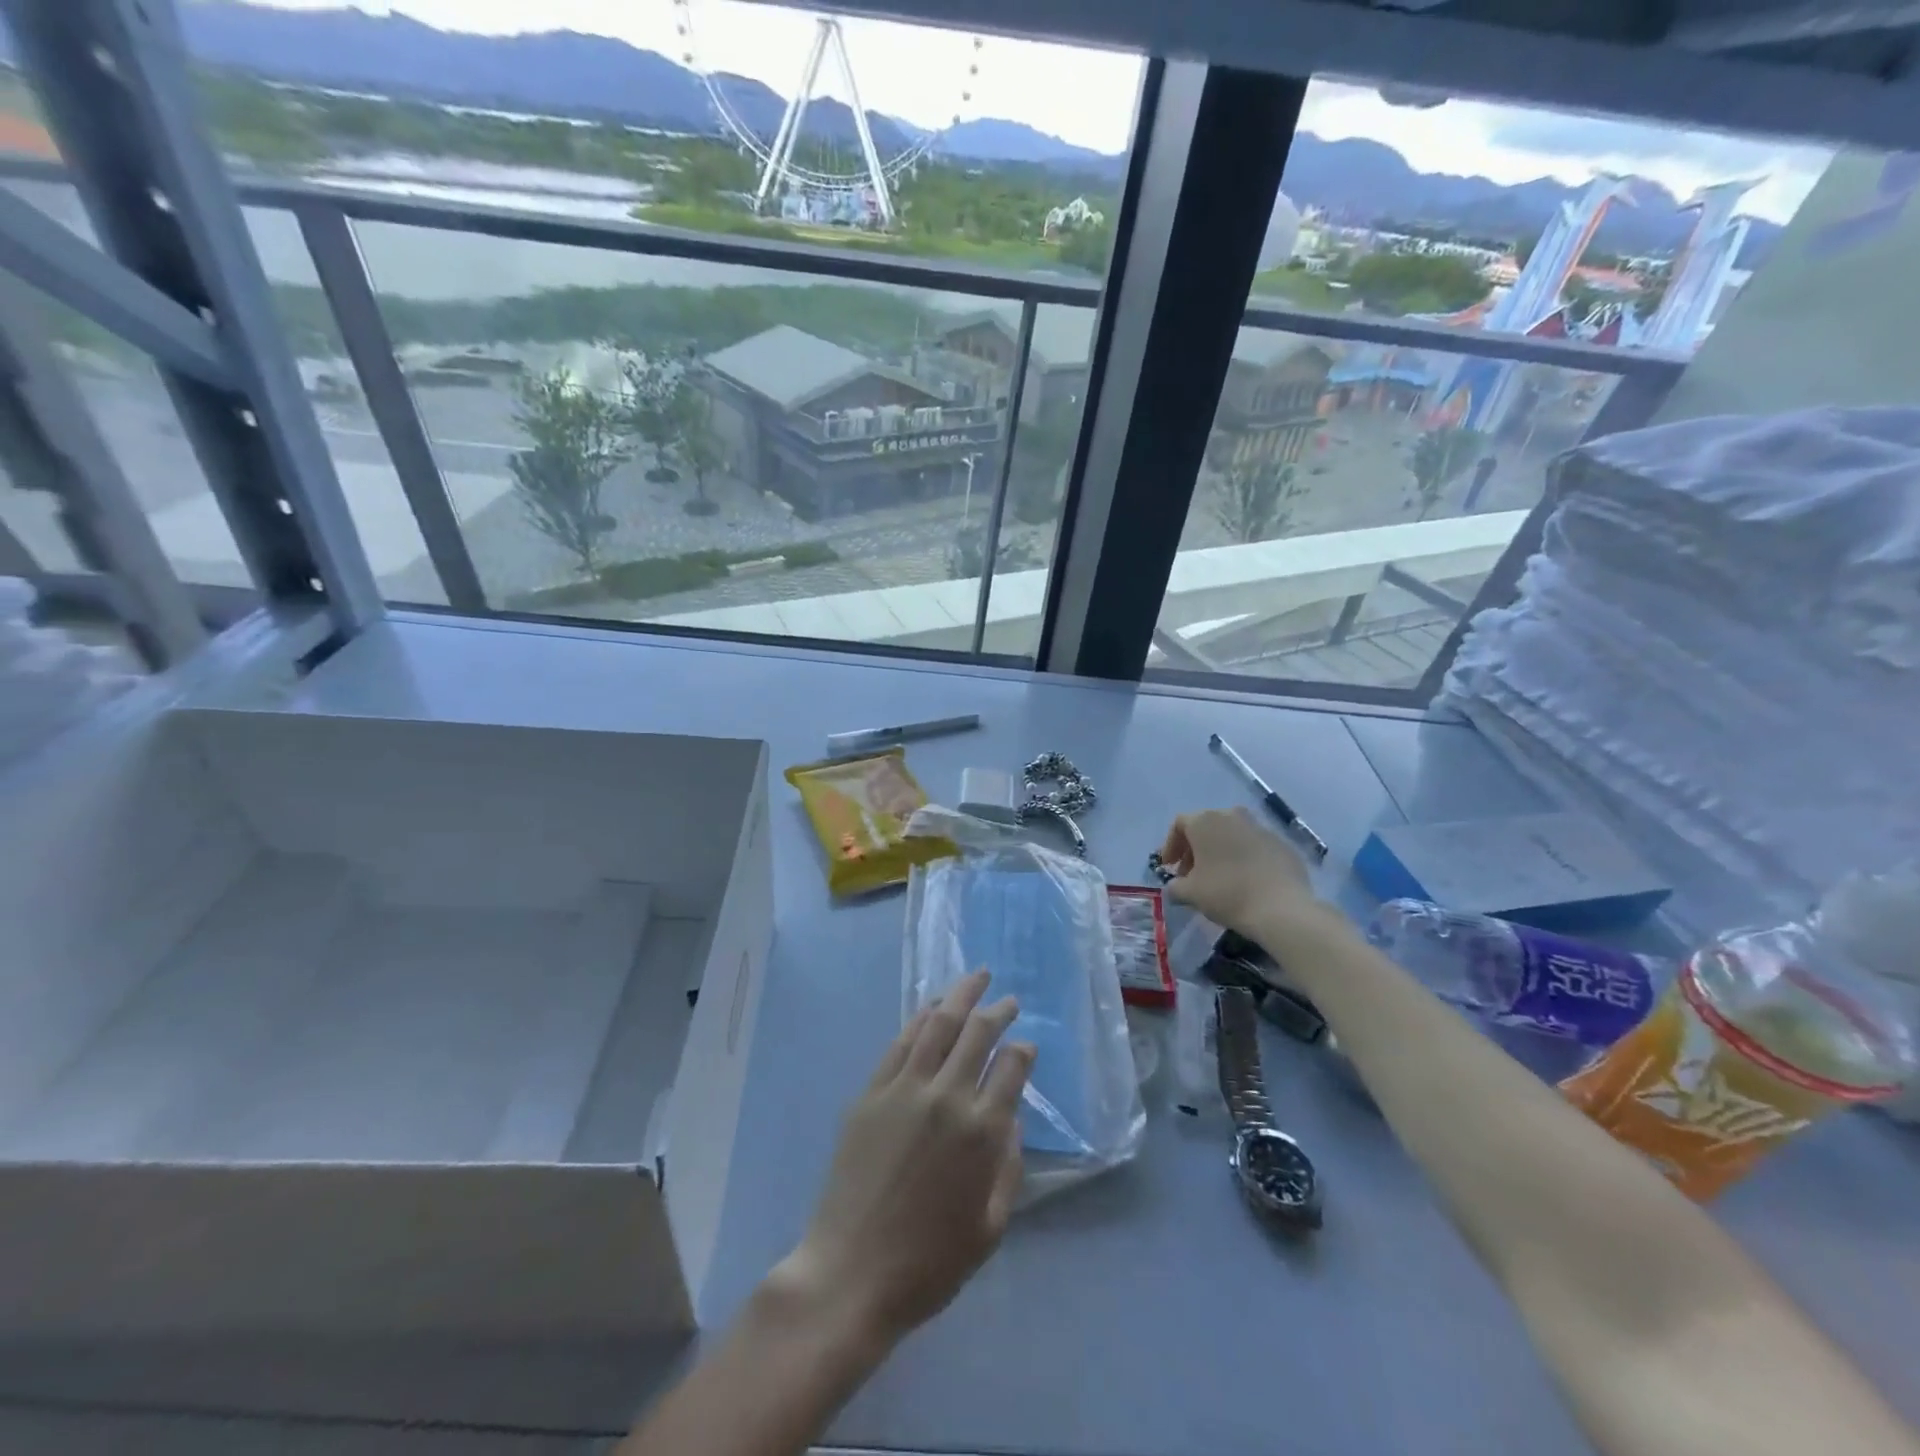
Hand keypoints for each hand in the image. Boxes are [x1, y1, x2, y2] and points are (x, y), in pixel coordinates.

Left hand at [773, 970, 1033, 1348]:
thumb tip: (1012, 1119)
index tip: (1026, 1045)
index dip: (1023, 1051)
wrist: (851, 1272)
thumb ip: (1009, 1167)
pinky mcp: (872, 1091)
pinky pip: (902, 1042)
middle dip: (999, 1011)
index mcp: (982, 1132)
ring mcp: (905, 1089)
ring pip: (939, 1025)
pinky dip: (921, 1018)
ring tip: (977, 978)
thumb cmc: (929, 1263)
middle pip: (978, 1034)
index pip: (1011, 1068)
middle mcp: (947, 1097)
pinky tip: (933, 1008)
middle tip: (1010, 1000)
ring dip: (961, 996)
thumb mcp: (990, 1227)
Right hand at [1158, 807, 1317, 936]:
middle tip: (1191, 875)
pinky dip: (1244, 859)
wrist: (1281, 908)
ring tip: (1218, 878)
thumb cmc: (1227, 893)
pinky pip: (1254, 847)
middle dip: (1195, 849)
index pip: (1179, 824)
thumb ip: (1175, 886)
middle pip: (1206, 827)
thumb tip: (1175, 886)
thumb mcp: (1190, 893)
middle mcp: (1232, 816)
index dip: (1170, 845)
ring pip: (1232, 835)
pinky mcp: (1282, 844)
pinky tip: (1245, 881)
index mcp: (1206, 821)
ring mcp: (1260, 828)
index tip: (1169, 867)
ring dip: (1220, 852)